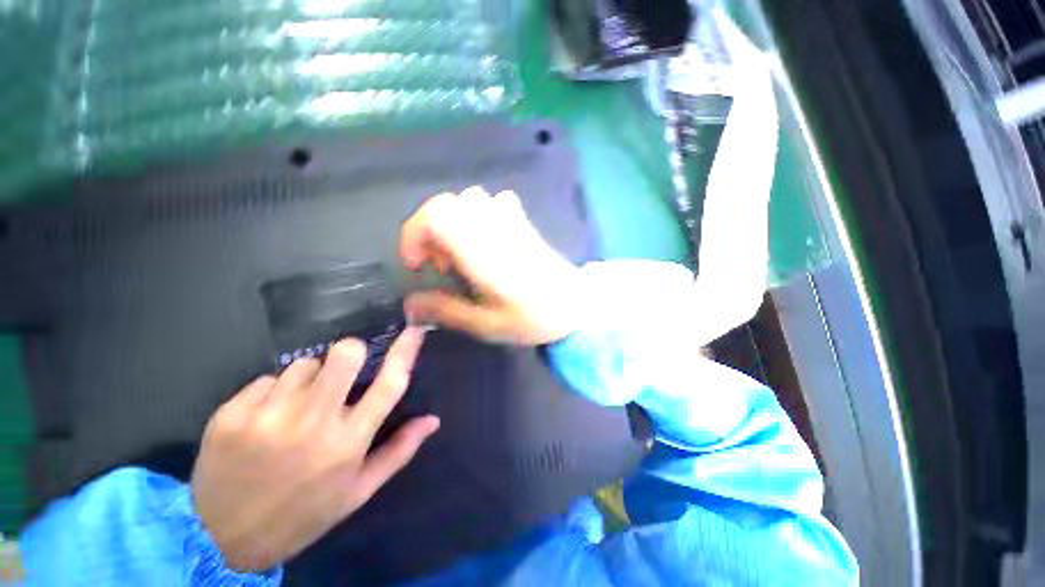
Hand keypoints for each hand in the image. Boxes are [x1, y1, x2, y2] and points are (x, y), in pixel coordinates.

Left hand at [190, 329, 438, 571]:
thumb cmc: (305, 513)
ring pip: (304, 364)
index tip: (414, 331)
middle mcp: (312, 424)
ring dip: (308, 379)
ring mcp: (267, 417)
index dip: (405, 352)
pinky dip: (272, 392)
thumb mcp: (359, 490)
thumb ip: (399, 450)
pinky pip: (266, 379)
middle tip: (341, 372)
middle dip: (350, 353)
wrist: (224, 540)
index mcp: (348, 443)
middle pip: (344, 355)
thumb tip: (433, 419)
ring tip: (296, 408)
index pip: (388, 384)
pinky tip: (264, 419)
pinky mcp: (231, 415)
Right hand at [401, 187, 585, 344]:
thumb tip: (410, 305)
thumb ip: (445, 311)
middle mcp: (491, 224)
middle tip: (445, 267)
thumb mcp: (485, 323)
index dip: (414, 235)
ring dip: (455, 224)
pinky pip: (493, 203)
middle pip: (445, 205)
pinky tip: (489, 241)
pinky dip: (480, 217)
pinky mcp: (523, 221)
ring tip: (465, 256)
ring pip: (467, 201)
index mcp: (479, 248)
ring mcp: (510, 218)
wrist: (576, 304)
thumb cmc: (533, 317)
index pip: (434, 215)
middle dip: (432, 233)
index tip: (417, 264)